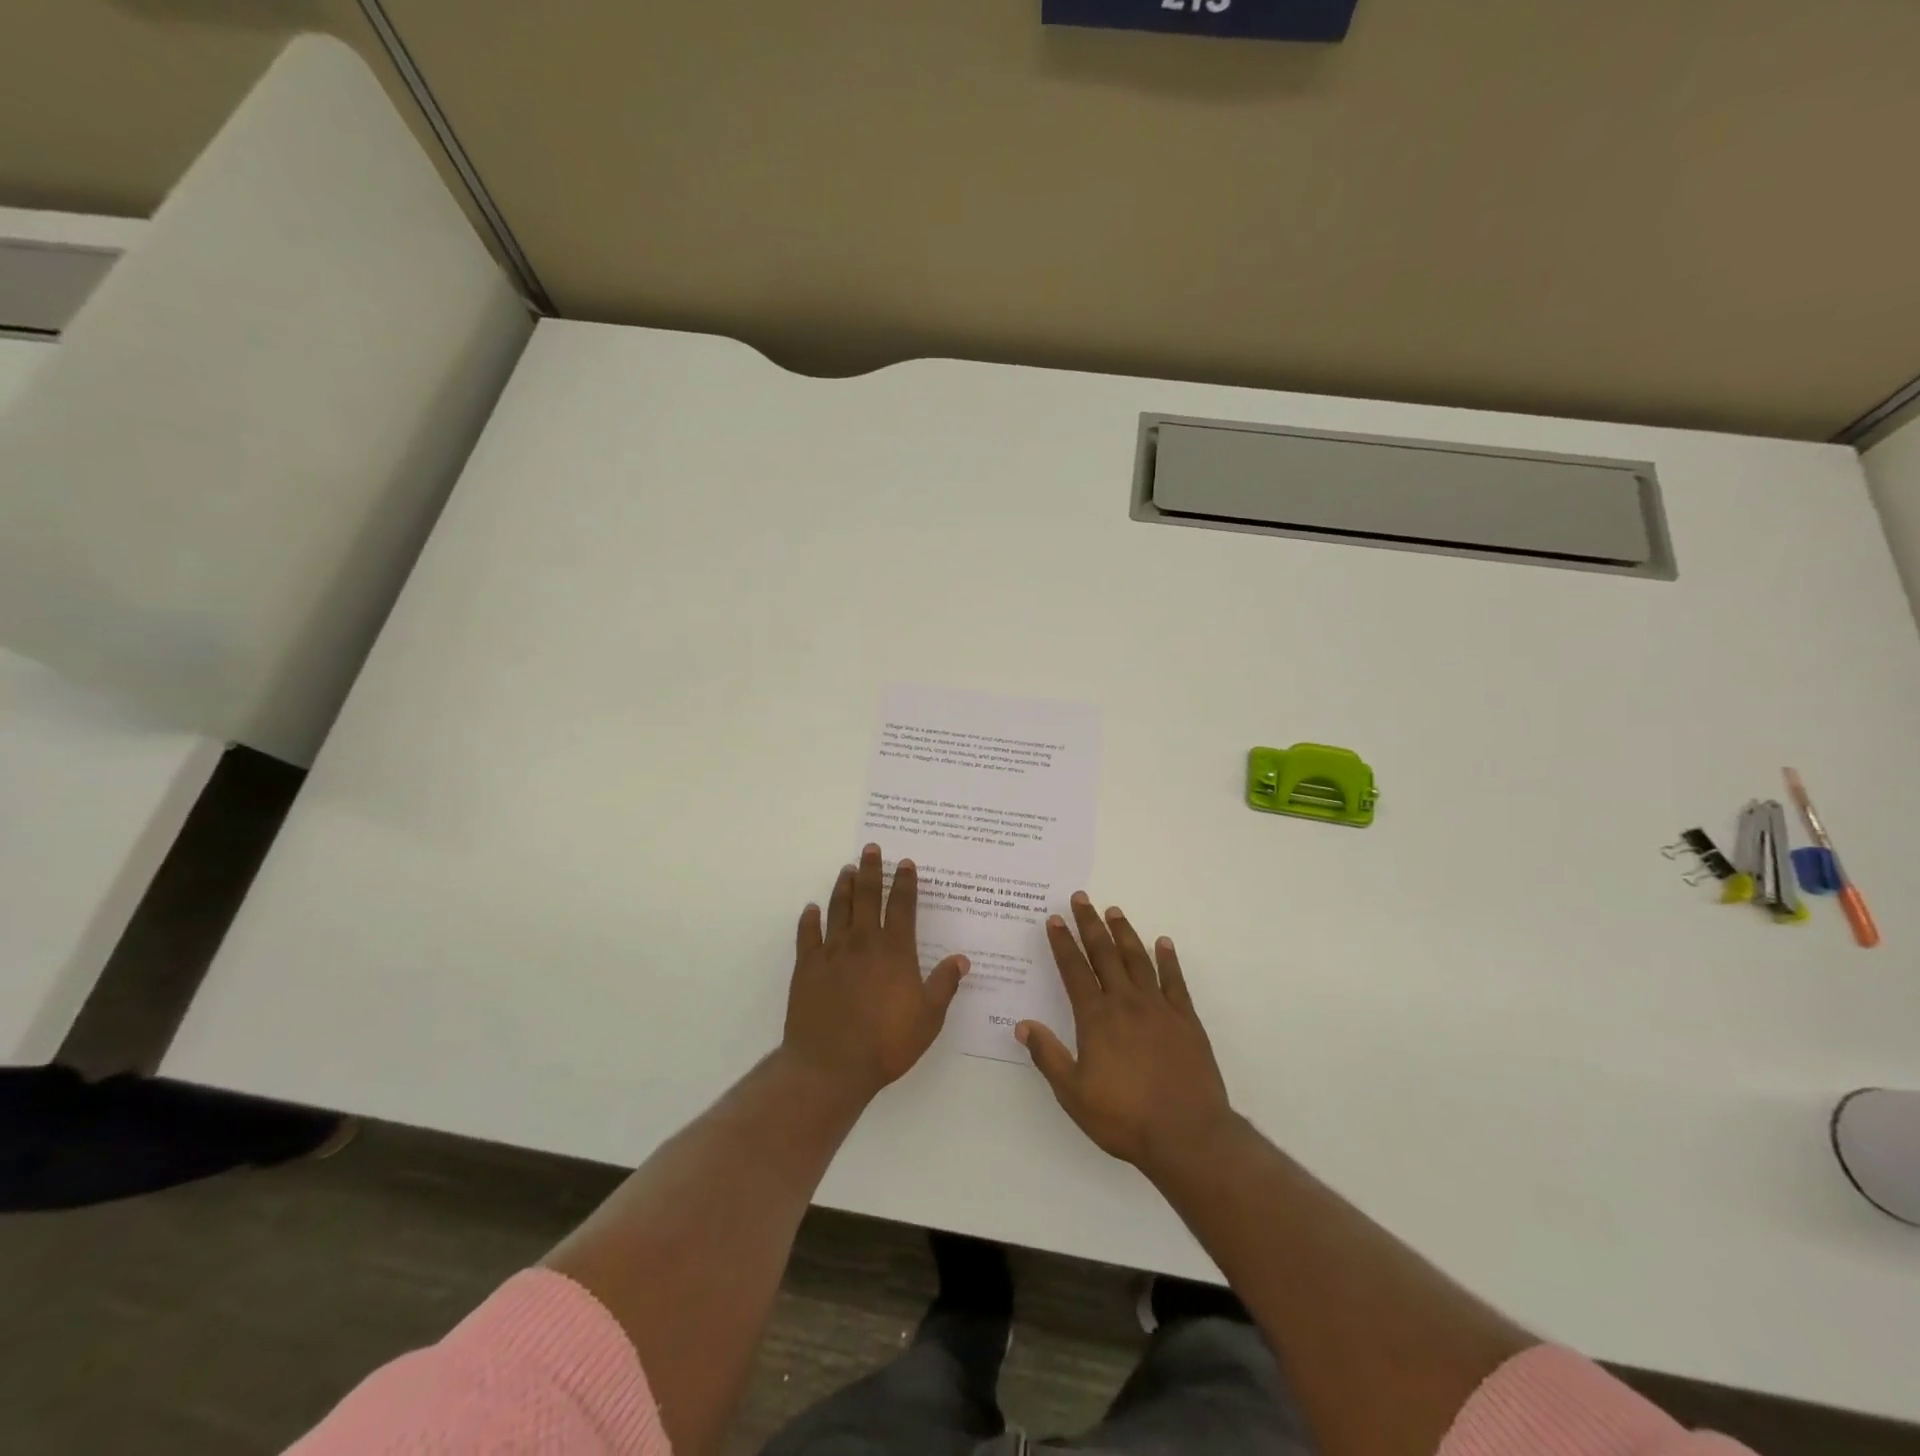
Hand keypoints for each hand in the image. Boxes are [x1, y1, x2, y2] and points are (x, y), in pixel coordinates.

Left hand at [782, 844, 969, 1100]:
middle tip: (871, 848)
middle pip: (867, 896)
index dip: (904, 883)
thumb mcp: (928, 1018)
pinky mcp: (807, 966)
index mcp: (894, 950)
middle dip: (871, 870)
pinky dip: (809, 919)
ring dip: (844, 886)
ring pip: (838, 908)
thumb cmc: (886, 1043)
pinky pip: (808, 934)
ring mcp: (832, 952)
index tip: (905, 863)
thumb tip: (961, 959)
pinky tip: (811, 909)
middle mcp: (863, 942)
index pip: (901, 906)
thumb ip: (944, 985)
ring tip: (847, 869)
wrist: (831, 1065)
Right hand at [1017, 894, 1233, 1173]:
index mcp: (1096, 1017)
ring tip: (1114, 910)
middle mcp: (1125, 1002)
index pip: (1074, 970)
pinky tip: (1163, 943)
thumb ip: (1048, 1056)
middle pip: (1104, 954)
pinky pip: (1175, 981)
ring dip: (1124, 933)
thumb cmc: (1124, 1116)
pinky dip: (1168, 959)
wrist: (1187, 1134)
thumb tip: (1022, 1025)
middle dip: (1090, 924)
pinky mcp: (1186, 1020)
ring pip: (1138, 959)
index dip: (1063, 943)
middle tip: (1082, 898)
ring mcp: (1159, 1008)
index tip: (1055, 919)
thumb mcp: (1073, 1093)